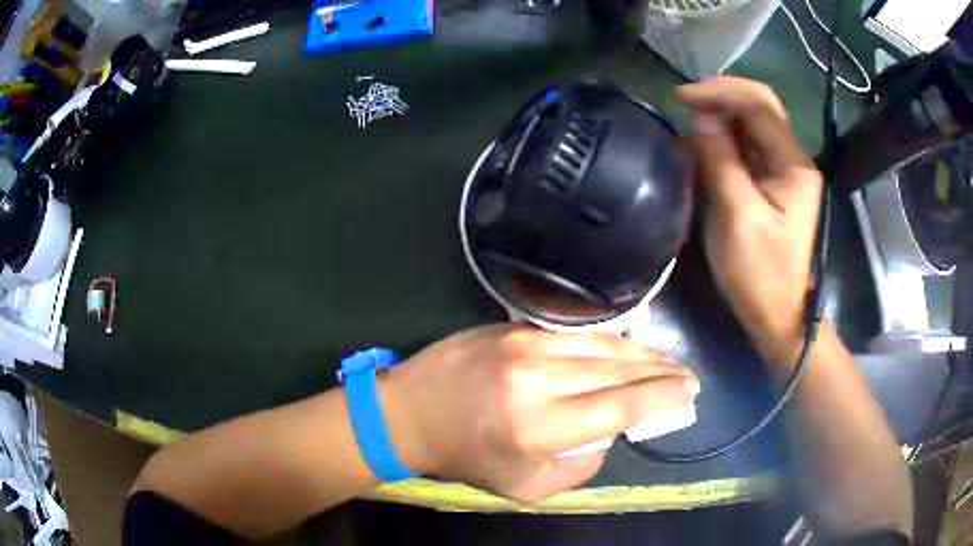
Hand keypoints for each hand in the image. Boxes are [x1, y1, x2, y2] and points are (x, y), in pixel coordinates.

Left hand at [381, 324, 698, 502]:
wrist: (409, 412)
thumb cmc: (466, 458)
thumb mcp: (526, 487)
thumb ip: (579, 465)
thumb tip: (611, 433)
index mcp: (539, 427)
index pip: (621, 408)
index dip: (662, 398)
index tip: (689, 393)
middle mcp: (538, 380)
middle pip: (618, 371)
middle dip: (662, 373)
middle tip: (689, 376)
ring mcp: (525, 346)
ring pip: (602, 347)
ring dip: (642, 354)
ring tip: (669, 361)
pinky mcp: (514, 328)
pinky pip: (575, 336)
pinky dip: (608, 344)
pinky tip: (627, 349)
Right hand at [676, 77, 822, 364]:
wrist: (777, 313)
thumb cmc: (759, 273)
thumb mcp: (737, 217)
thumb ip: (722, 161)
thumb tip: (703, 118)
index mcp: (793, 166)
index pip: (759, 107)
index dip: (720, 93)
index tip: (681, 98)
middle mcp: (794, 160)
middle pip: (761, 107)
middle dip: (723, 97)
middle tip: (686, 103)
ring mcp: (786, 170)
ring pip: (755, 123)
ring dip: (722, 115)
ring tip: (691, 121)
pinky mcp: (775, 182)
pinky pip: (750, 145)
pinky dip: (727, 136)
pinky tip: (707, 143)